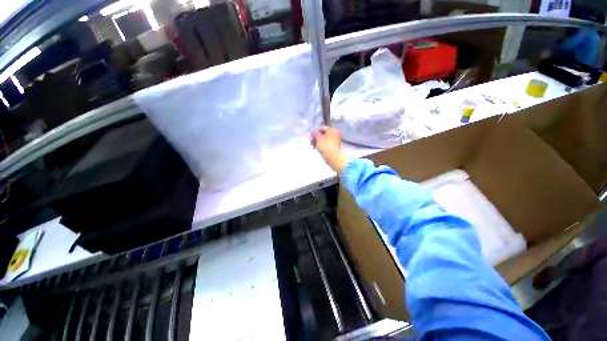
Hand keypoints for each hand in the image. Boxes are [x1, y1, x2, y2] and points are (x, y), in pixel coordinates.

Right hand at [312, 126, 348, 171]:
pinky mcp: (333, 147)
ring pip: (324, 139)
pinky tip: (315, 148)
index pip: (322, 128)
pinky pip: (325, 144)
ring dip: (317, 141)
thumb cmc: (327, 147)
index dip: (315, 131)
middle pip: (323, 134)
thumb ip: (315, 133)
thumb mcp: (318, 138)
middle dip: (316, 137)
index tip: (311, 134)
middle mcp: (335, 134)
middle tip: (310, 139)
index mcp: (333, 130)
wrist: (333, 157)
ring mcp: (334, 141)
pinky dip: (320, 145)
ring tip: (312, 145)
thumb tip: (312, 130)